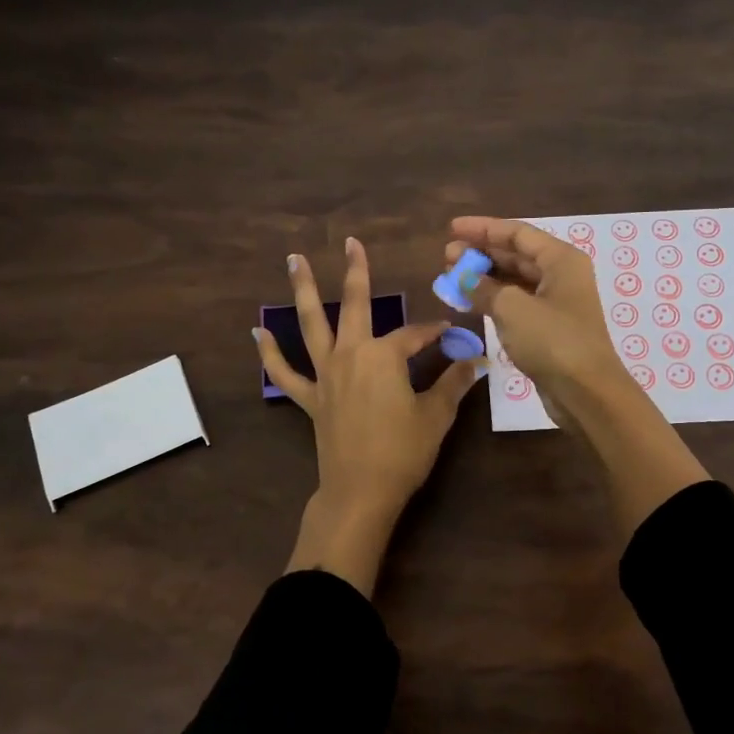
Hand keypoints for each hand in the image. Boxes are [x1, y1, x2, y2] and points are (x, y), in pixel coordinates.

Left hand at [255, 237, 481, 594]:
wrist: (361, 491)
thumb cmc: (403, 451)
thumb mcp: (436, 415)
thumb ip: (453, 383)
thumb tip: (475, 362)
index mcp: (383, 356)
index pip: (414, 334)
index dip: (434, 333)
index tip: (451, 334)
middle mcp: (350, 354)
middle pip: (353, 306)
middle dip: (356, 273)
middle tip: (351, 242)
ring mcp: (325, 375)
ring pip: (311, 325)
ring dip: (303, 290)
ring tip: (293, 260)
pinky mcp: (310, 398)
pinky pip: (285, 372)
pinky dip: (270, 353)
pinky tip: (258, 332)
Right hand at [448, 215, 709, 534]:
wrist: (586, 392)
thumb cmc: (553, 341)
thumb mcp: (512, 308)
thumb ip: (484, 288)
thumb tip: (464, 278)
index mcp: (560, 260)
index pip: (517, 233)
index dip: (483, 228)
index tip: (452, 228)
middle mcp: (561, 275)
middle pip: (516, 254)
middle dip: (481, 253)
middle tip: (447, 255)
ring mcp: (556, 303)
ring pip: (514, 280)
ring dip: (484, 277)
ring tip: (452, 277)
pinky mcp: (549, 329)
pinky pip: (516, 304)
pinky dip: (493, 300)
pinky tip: (470, 302)